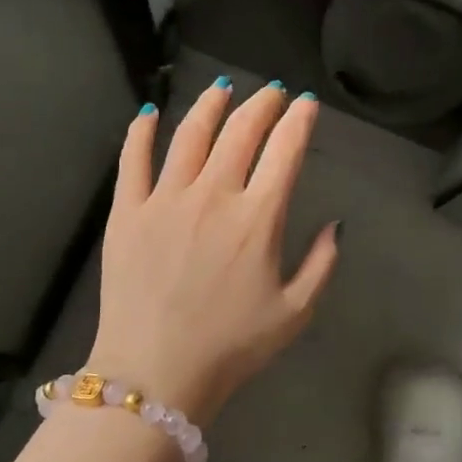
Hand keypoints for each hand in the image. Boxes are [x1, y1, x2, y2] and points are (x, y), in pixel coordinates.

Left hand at [87, 80, 339, 422]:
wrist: (155, 373)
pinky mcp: (127, 212)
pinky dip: (141, 132)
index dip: (298, 121)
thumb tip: (334, 225)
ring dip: (210, 105)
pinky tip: (149, 113)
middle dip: (260, 105)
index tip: (305, 105)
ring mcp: (165, 200)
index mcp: (257, 218)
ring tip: (221, 88)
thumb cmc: (231, 347)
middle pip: (240, 133)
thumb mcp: (294, 312)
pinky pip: (133, 160)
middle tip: (270, 93)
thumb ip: (321, 264)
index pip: (285, 152)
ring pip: (189, 135)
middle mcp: (213, 196)